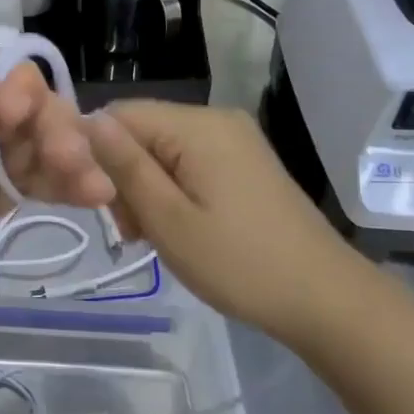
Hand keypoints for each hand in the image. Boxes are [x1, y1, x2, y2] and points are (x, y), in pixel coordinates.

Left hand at [0, 52, 105, 362]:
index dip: (20, 87)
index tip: (39, 124)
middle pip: (12, 109)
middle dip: (50, 129)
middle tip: (81, 165)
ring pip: (21, 148)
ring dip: (62, 160)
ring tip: (99, 189)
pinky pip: (16, 187)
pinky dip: (50, 188)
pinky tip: (88, 196)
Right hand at [82, 100, 374, 343]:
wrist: (324, 298)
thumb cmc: (239, 263)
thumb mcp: (169, 219)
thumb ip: (126, 167)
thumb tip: (88, 121)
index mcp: (198, 126)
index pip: (120, 114)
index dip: (98, 154)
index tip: (103, 206)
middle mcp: (216, 119)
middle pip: (142, 132)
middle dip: (125, 176)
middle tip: (133, 232)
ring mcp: (235, 140)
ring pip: (162, 150)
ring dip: (147, 189)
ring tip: (155, 236)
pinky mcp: (244, 162)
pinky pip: (189, 162)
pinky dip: (173, 191)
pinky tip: (179, 227)